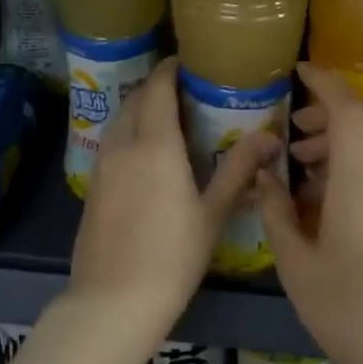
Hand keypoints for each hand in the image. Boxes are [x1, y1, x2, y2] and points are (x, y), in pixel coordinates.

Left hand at [68, 57, 278, 348]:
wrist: (113, 301)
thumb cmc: (173, 257)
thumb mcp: (212, 213)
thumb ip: (238, 170)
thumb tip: (270, 138)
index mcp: (155, 145)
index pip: (157, 90)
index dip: (169, 71)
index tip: (185, 62)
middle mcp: (123, 145)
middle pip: (134, 100)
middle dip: (154, 88)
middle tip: (182, 91)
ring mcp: (102, 166)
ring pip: (118, 121)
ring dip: (137, 109)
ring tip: (164, 118)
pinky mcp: (92, 187)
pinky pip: (110, 143)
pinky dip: (126, 133)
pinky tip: (143, 153)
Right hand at [255, 64, 362, 363]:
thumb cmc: (345, 313)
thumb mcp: (295, 264)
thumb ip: (275, 211)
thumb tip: (263, 175)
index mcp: (359, 188)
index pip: (350, 113)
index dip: (326, 83)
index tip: (299, 71)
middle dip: (331, 109)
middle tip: (294, 126)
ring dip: (340, 139)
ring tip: (300, 163)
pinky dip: (351, 164)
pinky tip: (320, 197)